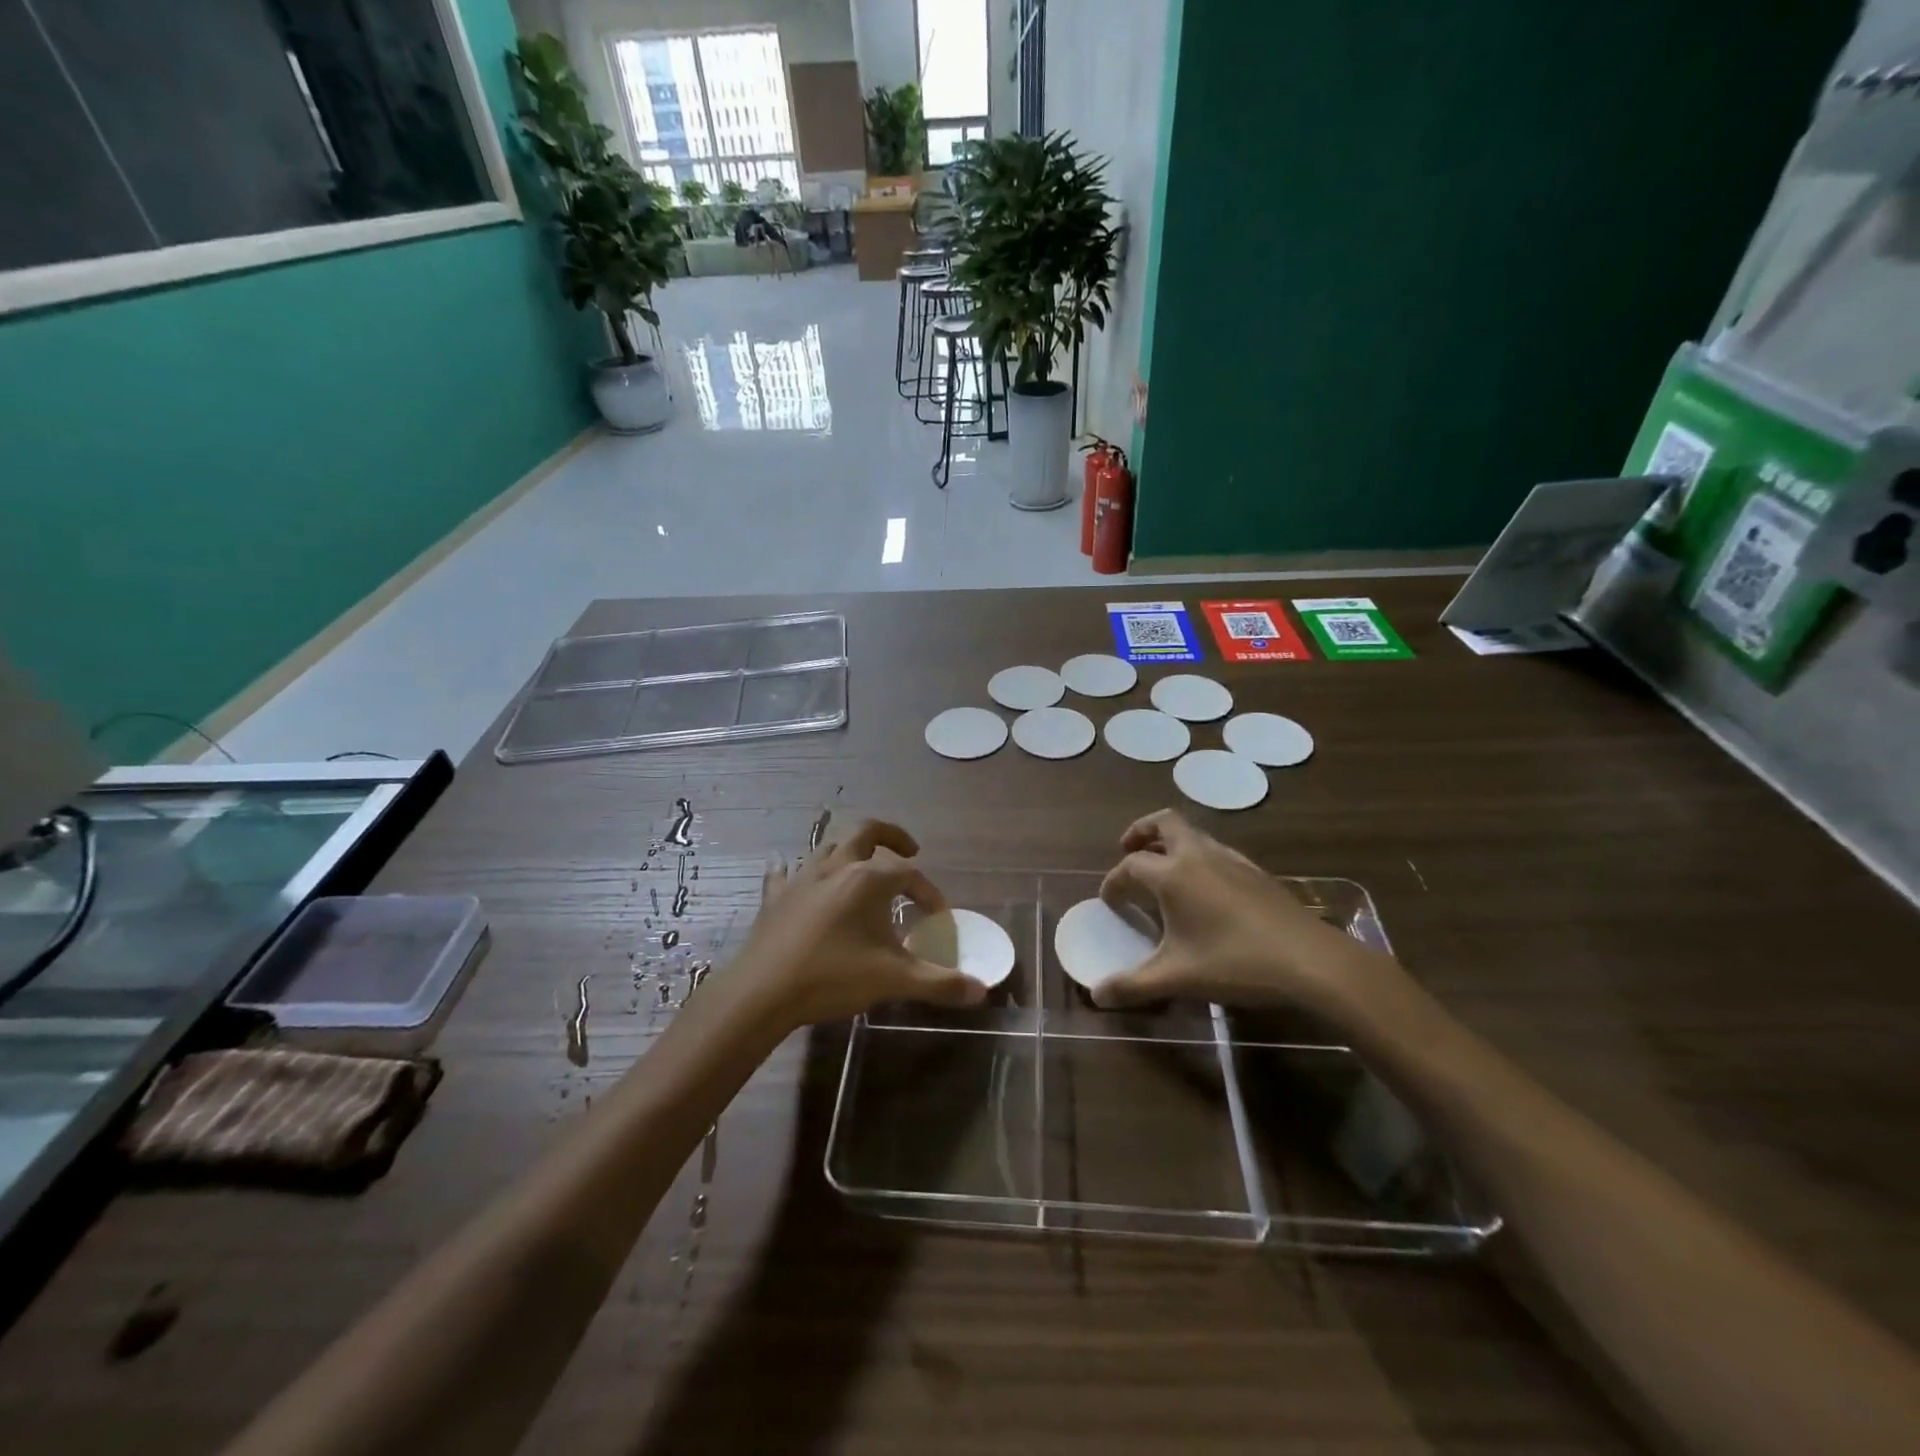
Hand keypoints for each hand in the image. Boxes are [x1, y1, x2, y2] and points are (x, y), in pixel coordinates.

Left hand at [729, 820, 984, 1028]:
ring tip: (862, 867)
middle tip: (910, 850)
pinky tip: (794, 875)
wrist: (763, 992)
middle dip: (892, 836)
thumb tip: (980, 991)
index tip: (938, 916)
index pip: (908, 874)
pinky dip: (796, 872)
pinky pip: (785, 873)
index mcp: (867, 879)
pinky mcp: (775, 897)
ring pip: (830, 847)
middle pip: (867, 832)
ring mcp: (801, 878)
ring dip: (850, 851)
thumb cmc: (832, 977)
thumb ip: (939, 983)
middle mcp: (835, 867)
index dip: (928, 892)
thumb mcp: (892, 980)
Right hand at [1093, 809, 1382, 1011]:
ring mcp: (1231, 860)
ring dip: (1171, 843)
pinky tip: (1205, 890)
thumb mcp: (1177, 978)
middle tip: (1128, 850)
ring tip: (1164, 871)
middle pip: (1164, 823)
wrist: (1310, 961)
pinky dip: (1198, 857)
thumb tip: (1097, 996)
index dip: (1114, 881)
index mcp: (1173, 874)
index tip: (1108, 901)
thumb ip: (1133, 985)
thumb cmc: (1235, 963)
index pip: (1130, 866)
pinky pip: (1216, 850)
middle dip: (1140, 832)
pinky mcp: (1255, 871)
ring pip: (1193, 834)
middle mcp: (1198, 856)